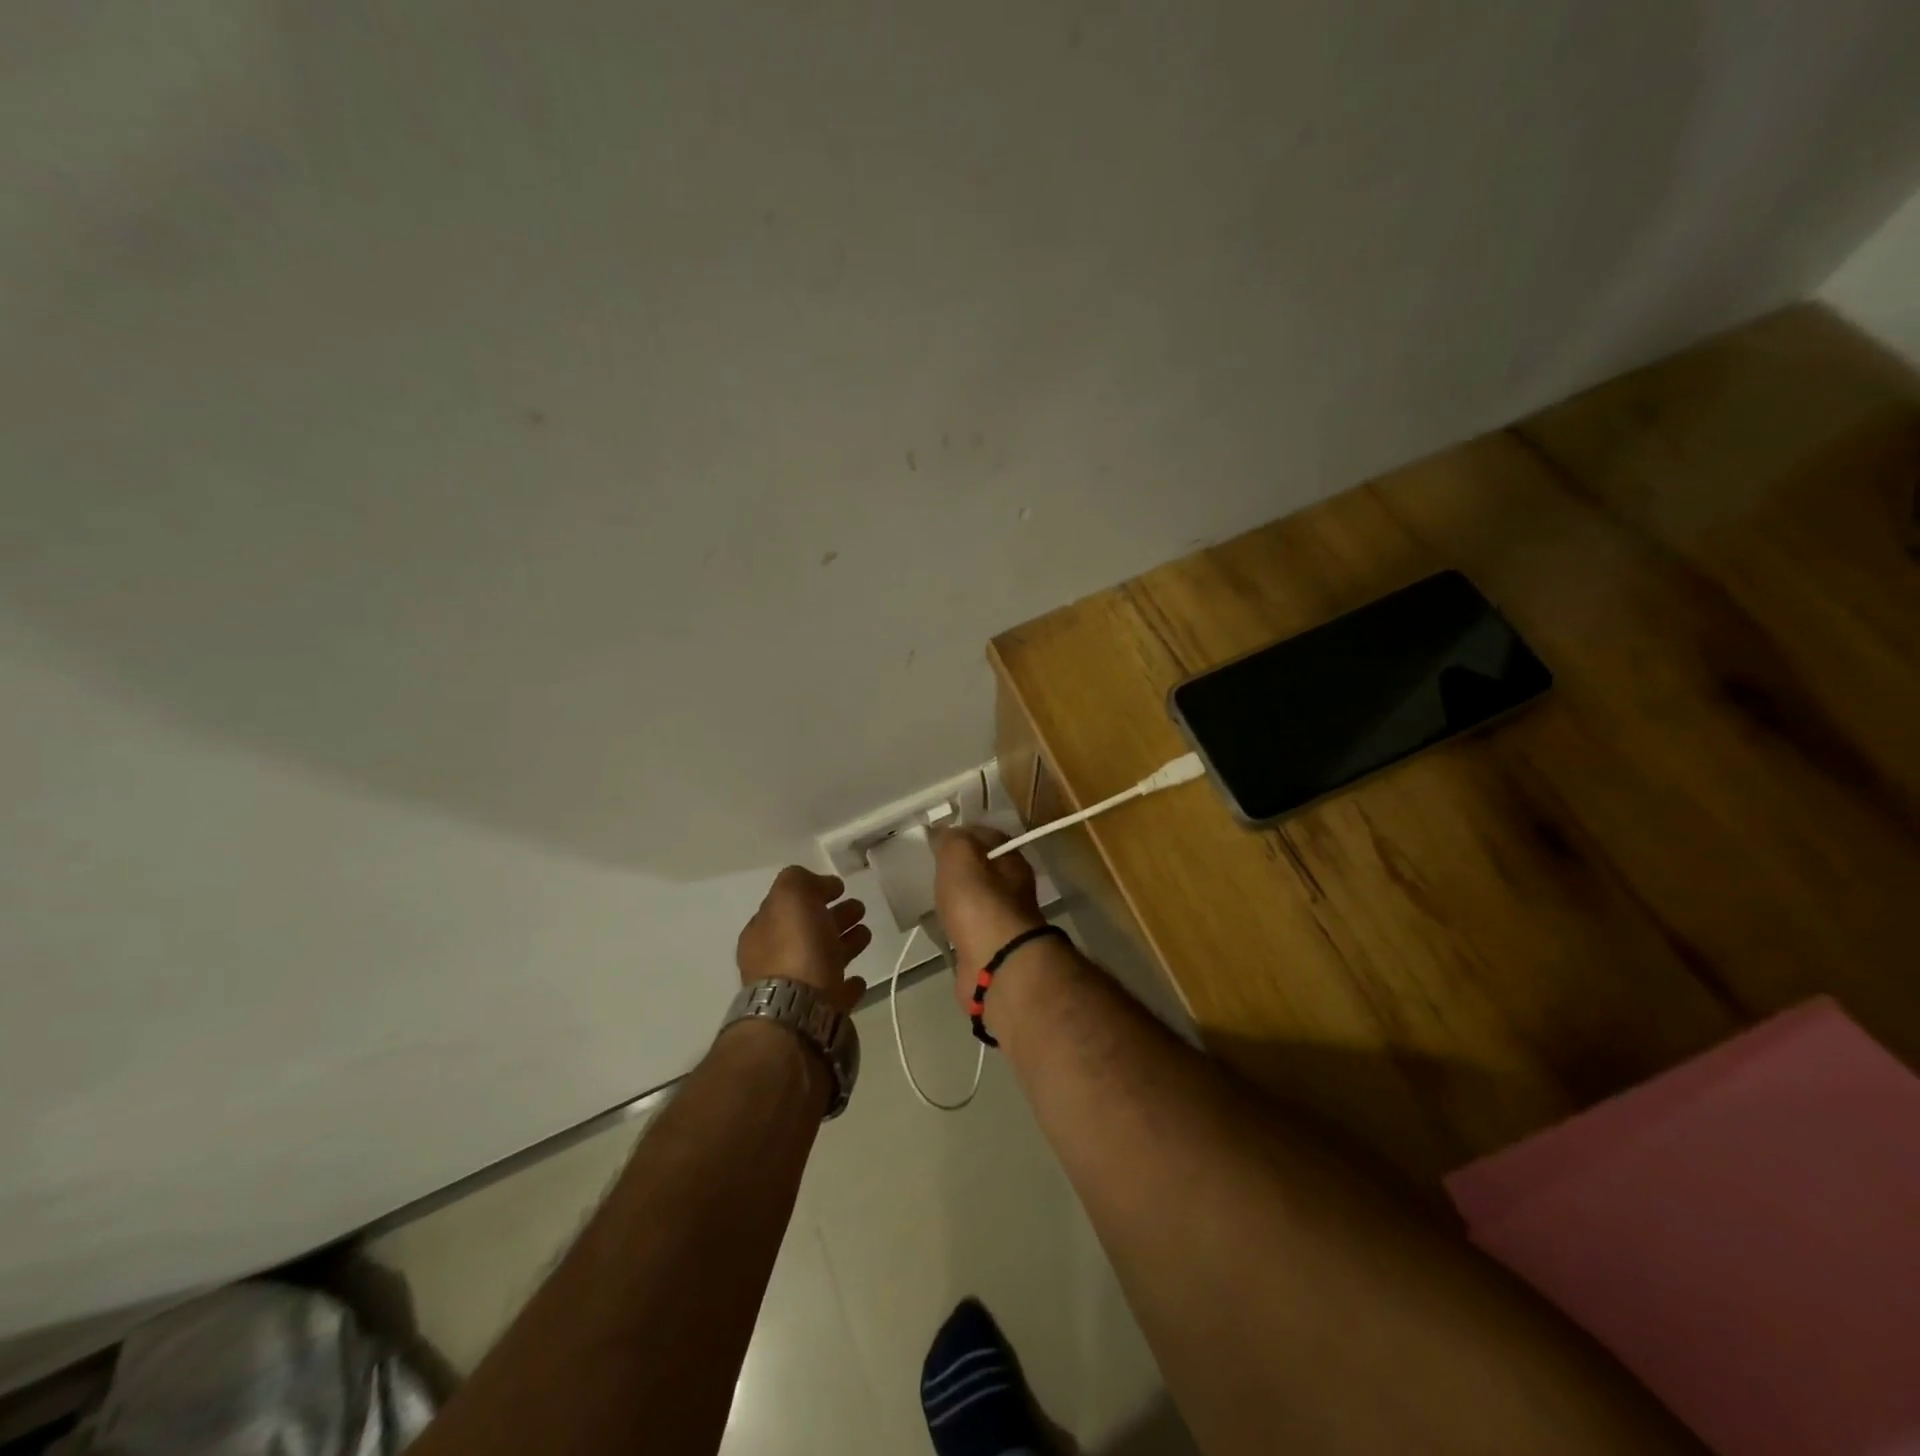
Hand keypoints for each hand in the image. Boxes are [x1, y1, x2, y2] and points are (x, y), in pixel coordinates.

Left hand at [736, 867, 870, 1012]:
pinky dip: (846, 984)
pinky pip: (833, 994)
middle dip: (833, 917)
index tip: (840, 887)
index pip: (787, 906)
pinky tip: (858, 979)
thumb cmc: (795, 949)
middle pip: (807, 932)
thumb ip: (799, 880)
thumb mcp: (791, 896)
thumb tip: (817, 884)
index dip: (813, 892)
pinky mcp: (816, 1016)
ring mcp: (794, 991)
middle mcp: (773, 961)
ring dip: (844, 945)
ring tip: (867, 934)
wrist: (799, 1015)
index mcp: (762, 932)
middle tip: (860, 907)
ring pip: (823, 960)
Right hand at [933, 827, 1046, 1002]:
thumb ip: (951, 839)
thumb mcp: (960, 856)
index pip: (986, 835)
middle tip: (931, 867)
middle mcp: (1013, 887)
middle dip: (958, 867)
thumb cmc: (978, 902)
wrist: (995, 963)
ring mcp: (1002, 919)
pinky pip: (968, 927)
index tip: (937, 837)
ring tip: (931, 895)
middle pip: (982, 869)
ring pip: (975, 899)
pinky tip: (939, 925)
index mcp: (1011, 859)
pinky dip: (955, 925)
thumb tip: (945, 832)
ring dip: (957, 897)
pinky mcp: (989, 946)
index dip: (962, 832)